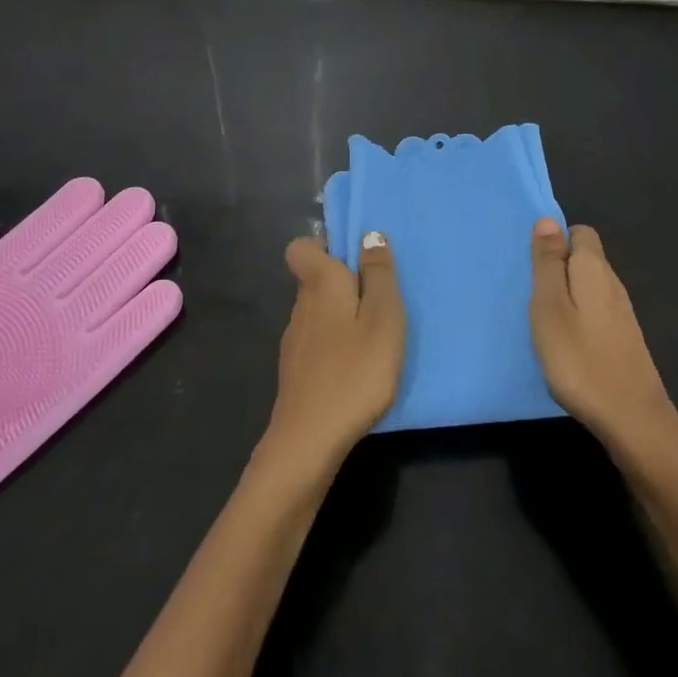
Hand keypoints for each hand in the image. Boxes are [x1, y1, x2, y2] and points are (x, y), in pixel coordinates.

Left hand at [260, 232, 404, 477]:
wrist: (310, 441)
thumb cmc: (355, 370)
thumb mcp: (383, 317)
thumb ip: (378, 274)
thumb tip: (369, 235)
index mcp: (319, 283)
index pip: (301, 248)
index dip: (323, 247)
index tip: (354, 261)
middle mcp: (300, 305)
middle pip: (314, 279)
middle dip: (343, 283)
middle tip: (379, 302)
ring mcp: (294, 341)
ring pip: (317, 312)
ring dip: (341, 316)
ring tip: (373, 338)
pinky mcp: (296, 372)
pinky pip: (317, 342)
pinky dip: (335, 346)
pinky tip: (355, 369)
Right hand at [530, 219, 677, 461]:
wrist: (633, 422)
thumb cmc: (580, 359)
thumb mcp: (550, 307)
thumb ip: (548, 262)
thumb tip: (548, 219)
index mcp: (594, 268)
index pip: (580, 232)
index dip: (556, 241)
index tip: (533, 266)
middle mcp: (613, 283)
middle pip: (585, 259)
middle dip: (559, 268)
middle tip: (532, 295)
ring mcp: (622, 314)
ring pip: (590, 287)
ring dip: (567, 296)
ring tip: (544, 320)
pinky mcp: (625, 340)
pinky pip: (596, 312)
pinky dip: (579, 318)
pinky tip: (567, 343)